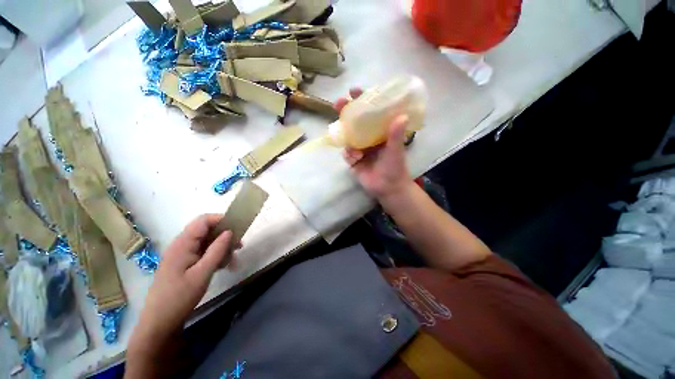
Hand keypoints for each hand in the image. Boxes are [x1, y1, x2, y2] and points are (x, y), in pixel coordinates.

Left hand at [128, 214, 240, 360]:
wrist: (159, 322)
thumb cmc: (180, 297)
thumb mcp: (202, 273)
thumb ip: (217, 250)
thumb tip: (229, 231)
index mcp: (182, 244)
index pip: (203, 221)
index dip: (221, 219)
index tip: (237, 228)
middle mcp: (181, 245)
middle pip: (206, 230)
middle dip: (224, 236)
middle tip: (238, 247)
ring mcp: (182, 255)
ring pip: (207, 242)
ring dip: (221, 247)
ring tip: (232, 260)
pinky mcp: (184, 263)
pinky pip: (203, 252)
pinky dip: (215, 256)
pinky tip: (223, 266)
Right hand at [335, 88, 413, 201]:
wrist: (387, 189)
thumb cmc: (395, 168)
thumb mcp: (395, 151)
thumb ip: (396, 135)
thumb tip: (402, 115)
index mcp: (380, 132)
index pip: (371, 112)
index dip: (363, 101)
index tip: (354, 91)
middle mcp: (369, 138)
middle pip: (355, 122)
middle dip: (345, 113)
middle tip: (338, 104)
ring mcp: (360, 149)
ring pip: (348, 137)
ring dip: (346, 137)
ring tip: (354, 148)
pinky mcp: (353, 160)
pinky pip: (346, 153)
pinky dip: (348, 154)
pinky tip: (355, 159)